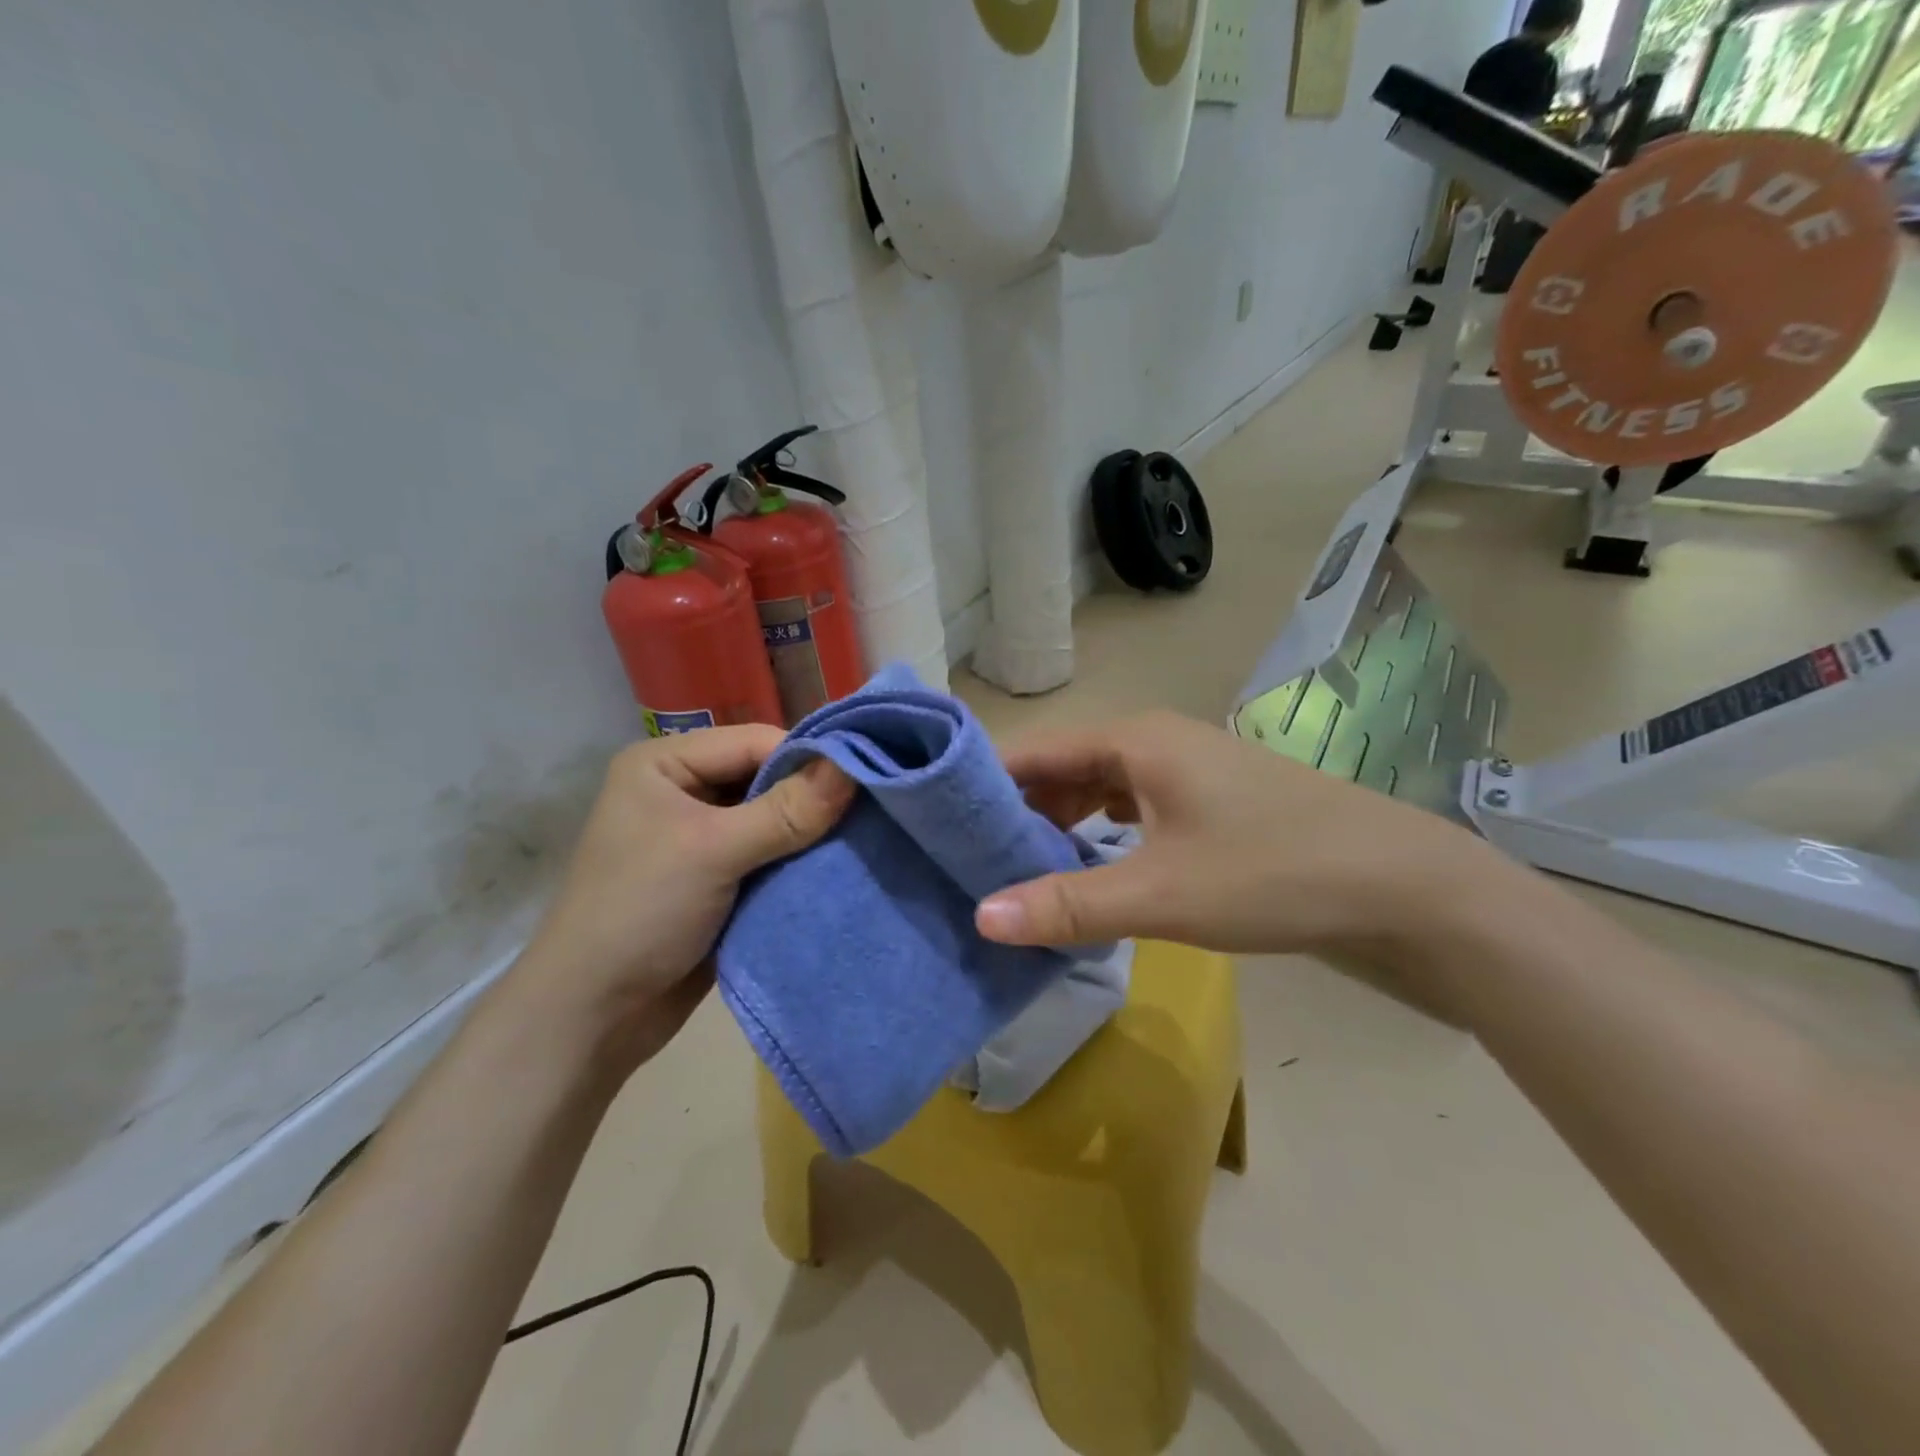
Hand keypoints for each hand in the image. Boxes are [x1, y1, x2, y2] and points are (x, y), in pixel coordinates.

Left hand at [517, 727, 852, 1070]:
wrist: (594, 1015)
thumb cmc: (640, 912)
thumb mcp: (713, 851)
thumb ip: (786, 810)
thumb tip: (854, 768)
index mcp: (666, 763)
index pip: (754, 741)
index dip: (808, 757)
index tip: (866, 778)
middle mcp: (684, 790)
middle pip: (767, 777)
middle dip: (813, 795)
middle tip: (872, 810)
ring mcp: (702, 836)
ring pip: (774, 818)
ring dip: (810, 832)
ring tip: (864, 837)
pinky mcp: (719, 877)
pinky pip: (771, 854)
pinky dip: (799, 860)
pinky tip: (837, 865)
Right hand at [976, 712, 1505, 963]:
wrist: (1401, 886)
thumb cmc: (1274, 872)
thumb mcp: (1161, 893)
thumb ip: (1068, 905)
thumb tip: (980, 917)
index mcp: (1133, 740)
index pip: (1033, 751)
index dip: (983, 783)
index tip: (937, 823)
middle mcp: (1153, 742)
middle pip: (1061, 769)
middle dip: (1016, 812)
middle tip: (969, 861)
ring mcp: (1184, 772)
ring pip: (1097, 791)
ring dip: (1058, 827)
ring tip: (1016, 873)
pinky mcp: (1207, 804)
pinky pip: (1131, 810)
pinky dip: (1099, 837)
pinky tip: (1085, 873)